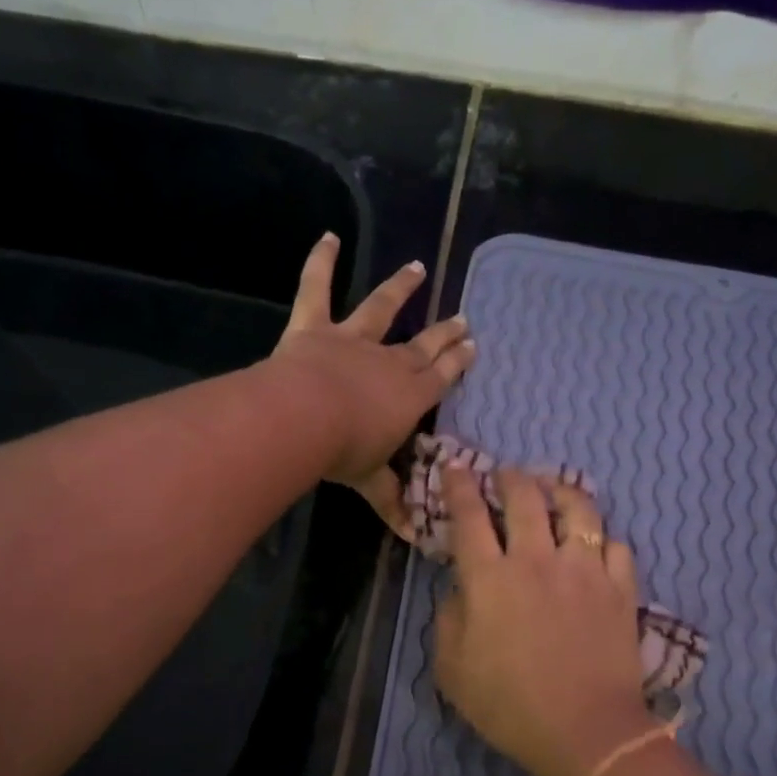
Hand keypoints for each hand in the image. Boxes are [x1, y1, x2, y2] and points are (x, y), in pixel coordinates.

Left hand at [270, 233, 475, 535]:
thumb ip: (392, 501)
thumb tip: (414, 539)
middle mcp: (388, 361)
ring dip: (400, 288)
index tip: (472, 346)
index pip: (441, 377)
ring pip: (381, 308)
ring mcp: (352, 339)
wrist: (304, 419)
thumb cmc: (344, 452)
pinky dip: (321, 261)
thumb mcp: (372, 481)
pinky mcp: (314, 326)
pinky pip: (316, 287)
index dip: (457, 362)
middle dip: (444, 334)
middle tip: (463, 319)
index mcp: (409, 397)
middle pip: (422, 345)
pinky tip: (328, 236)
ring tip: (417, 268)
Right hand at [433, 465, 654, 775]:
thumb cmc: (510, 706)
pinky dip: (602, 538)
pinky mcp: (620, 588)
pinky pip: (615, 545)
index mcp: (490, 579)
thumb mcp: (453, 671)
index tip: (455, 469)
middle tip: (505, 474)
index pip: (470, 516)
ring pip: (577, 508)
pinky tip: (595, 543)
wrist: (586, 732)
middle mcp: (537, 561)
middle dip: (510, 477)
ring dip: (560, 490)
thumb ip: (448, 620)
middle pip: (524, 498)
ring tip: (552, 489)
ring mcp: (584, 570)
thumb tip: (459, 590)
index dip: (459, 486)